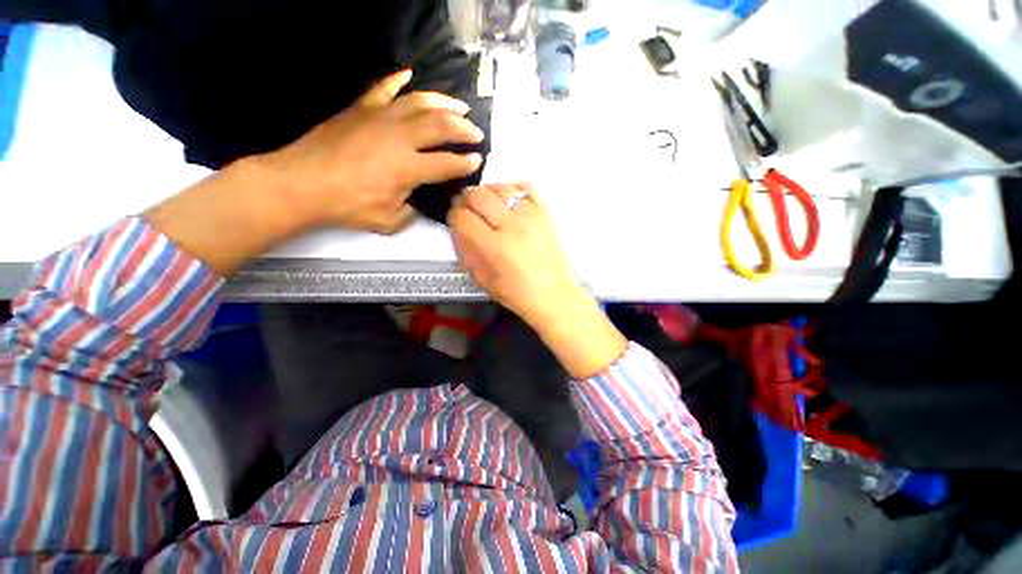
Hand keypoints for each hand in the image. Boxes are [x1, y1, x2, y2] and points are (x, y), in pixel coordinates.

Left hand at [261, 69, 484, 233]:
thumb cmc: (347, 206)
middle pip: (441, 126)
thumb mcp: (389, 221)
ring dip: (444, 102)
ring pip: (420, 102)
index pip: (448, 163)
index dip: (466, 163)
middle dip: (464, 129)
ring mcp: (380, 117)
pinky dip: (398, 80)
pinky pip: (384, 88)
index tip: (478, 161)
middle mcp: (400, 137)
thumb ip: (411, 211)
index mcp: (409, 168)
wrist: (301, 184)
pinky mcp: (361, 108)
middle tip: (476, 133)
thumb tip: (418, 199)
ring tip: (460, 105)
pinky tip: (410, 75)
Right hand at [448, 183, 580, 324]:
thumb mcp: (483, 279)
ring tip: (488, 207)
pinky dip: (512, 188)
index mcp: (495, 247)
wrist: (554, 295)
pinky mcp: (546, 213)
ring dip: (487, 194)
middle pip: (478, 195)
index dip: (453, 216)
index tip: (456, 221)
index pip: (463, 217)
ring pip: (500, 187)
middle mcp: (512, 226)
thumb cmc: (518, 294)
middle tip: (468, 210)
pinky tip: (508, 199)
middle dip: (466, 200)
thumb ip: (467, 251)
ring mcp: (531, 216)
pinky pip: (526, 186)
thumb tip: (458, 228)